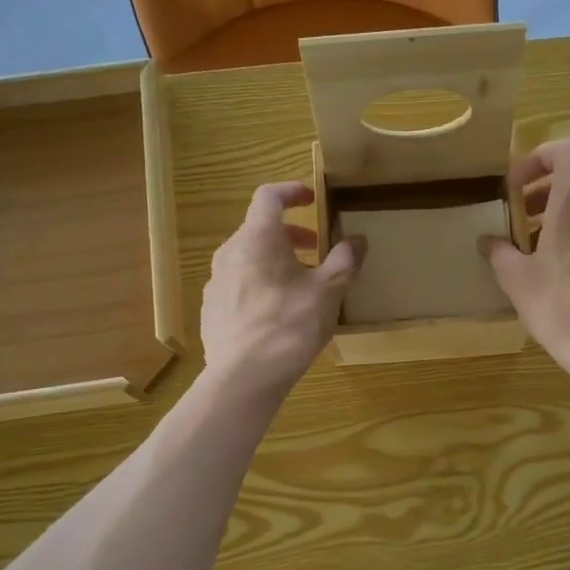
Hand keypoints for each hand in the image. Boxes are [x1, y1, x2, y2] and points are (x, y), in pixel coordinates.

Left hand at [200, 182, 362, 400]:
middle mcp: (230, 252)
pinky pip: (239, 283)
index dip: (291, 191)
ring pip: (248, 257)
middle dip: (290, 233)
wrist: (242, 378)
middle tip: (315, 248)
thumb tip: (358, 239)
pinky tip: (277, 312)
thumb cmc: (289, 327)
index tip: (312, 198)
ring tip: (300, 283)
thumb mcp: (328, 293)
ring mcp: (216, 282)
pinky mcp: (212, 309)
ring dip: (275, 260)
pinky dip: (260, 283)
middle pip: (259, 229)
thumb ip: (344, 261)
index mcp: (257, 239)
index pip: (269, 196)